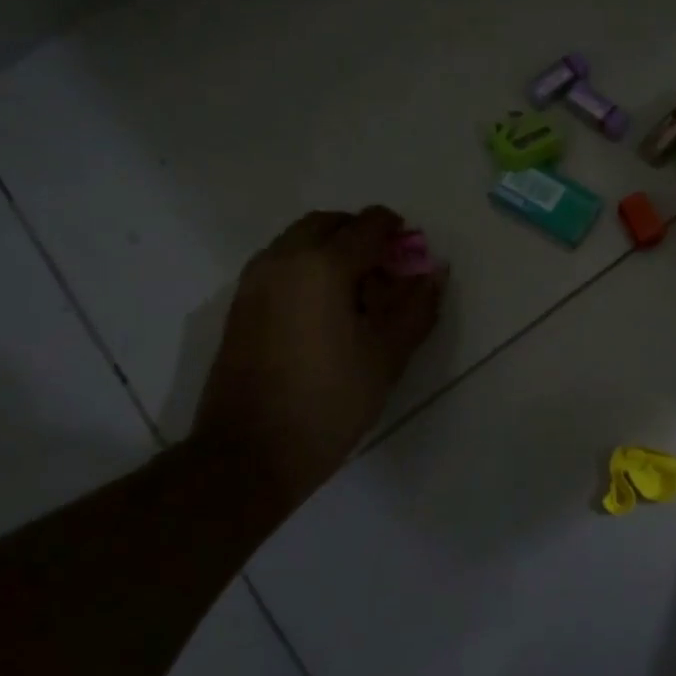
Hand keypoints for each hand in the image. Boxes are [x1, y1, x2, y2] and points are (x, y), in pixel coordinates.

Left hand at [188, 206, 446, 508]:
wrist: (250, 453)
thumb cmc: (329, 401)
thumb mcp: (386, 356)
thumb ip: (416, 308)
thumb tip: (435, 274)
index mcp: (322, 265)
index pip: (367, 226)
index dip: (396, 232)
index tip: (413, 254)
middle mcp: (282, 260)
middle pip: (327, 223)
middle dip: (360, 234)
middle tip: (387, 270)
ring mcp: (254, 282)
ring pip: (298, 241)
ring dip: (331, 249)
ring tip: (358, 293)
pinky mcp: (240, 306)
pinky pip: (279, 264)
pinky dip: (307, 268)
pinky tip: (325, 311)